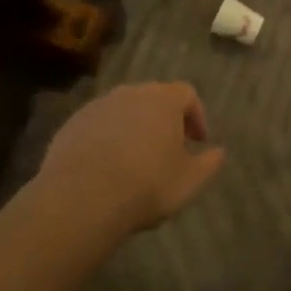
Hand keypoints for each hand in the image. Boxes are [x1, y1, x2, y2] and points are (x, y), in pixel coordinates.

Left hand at [38, 82, 225, 234]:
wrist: (82, 198)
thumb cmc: (146, 185)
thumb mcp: (189, 181)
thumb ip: (209, 163)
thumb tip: (218, 152)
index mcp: (163, 100)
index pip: (187, 94)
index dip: (196, 116)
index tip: (197, 141)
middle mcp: (130, 93)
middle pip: (154, 97)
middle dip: (165, 119)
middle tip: (169, 148)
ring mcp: (97, 106)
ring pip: (124, 110)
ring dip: (134, 127)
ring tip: (136, 159)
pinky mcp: (72, 123)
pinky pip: (98, 125)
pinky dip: (108, 138)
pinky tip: (107, 166)